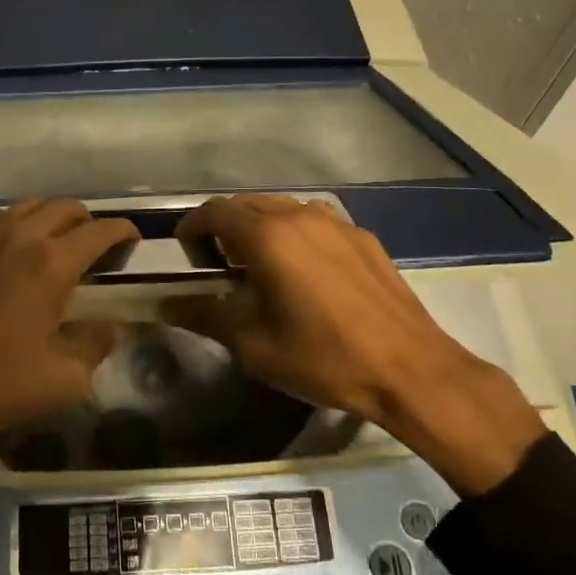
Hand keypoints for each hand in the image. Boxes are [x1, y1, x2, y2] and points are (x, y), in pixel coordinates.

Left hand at [0, 199, 139, 526]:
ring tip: (60, 242)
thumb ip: (95, 346)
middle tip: (98, 249)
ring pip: (31, 205)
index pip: (100, 231)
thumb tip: (108, 327)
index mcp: (53, 263)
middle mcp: (22, 237)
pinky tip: (15, 244)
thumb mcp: (64, 380)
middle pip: (66, 208)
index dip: (123, 232)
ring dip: (53, 217)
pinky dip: (16, 221)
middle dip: (89, 222)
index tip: (134, 241)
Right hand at [161, 195, 544, 494]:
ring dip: (259, 228)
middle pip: (247, 205)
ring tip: (259, 268)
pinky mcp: (362, 237)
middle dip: (223, 228)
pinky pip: (314, 222)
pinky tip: (303, 273)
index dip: (192, 229)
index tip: (186, 258)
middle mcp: (300, 216)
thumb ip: (203, 314)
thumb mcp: (252, 344)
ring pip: (282, 209)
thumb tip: (165, 304)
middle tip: (218, 267)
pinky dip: (293, 235)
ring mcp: (336, 223)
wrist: (410, 370)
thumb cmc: (322, 356)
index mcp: (267, 236)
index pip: (214, 211)